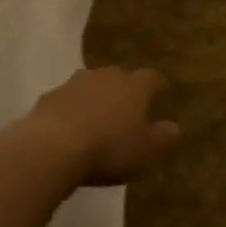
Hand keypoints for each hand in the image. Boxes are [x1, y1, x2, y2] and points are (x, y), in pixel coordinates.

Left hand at [23, 67, 179, 186]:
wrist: (53, 147)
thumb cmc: (109, 149)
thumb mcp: (145, 151)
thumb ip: (162, 137)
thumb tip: (174, 126)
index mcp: (136, 86)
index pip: (153, 78)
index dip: (157, 88)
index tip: (160, 96)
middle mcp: (108, 75)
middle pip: (121, 77)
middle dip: (125, 91)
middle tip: (126, 112)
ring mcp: (77, 82)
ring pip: (93, 85)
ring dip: (96, 98)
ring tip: (97, 120)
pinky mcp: (51, 95)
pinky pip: (68, 99)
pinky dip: (72, 109)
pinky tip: (69, 129)